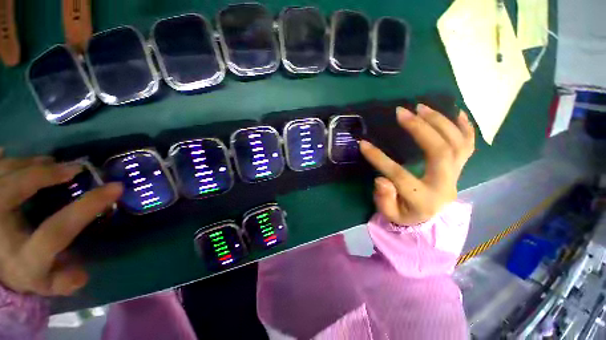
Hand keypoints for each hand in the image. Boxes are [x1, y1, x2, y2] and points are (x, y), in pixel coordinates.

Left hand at [0, 148, 122, 295]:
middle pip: (14, 191)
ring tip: (48, 162)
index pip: (57, 231)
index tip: (116, 188)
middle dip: (43, 175)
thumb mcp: (44, 284)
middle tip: (72, 168)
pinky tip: (7, 155)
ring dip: (28, 164)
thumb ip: (64, 282)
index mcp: (22, 258)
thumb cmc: (21, 271)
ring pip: (3, 174)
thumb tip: (83, 273)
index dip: (86, 208)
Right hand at [360, 104, 474, 224]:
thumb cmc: (406, 215)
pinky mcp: (460, 167)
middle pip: (440, 151)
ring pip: (457, 143)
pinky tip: (456, 112)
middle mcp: (445, 184)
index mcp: (424, 199)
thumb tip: (381, 179)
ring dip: (440, 121)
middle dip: (420, 128)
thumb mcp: (390, 214)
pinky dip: (464, 127)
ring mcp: (457, 174)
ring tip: (421, 106)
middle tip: (402, 112)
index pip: (399, 175)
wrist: (431, 219)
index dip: (379, 159)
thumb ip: (384, 199)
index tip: (363, 144)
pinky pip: (468, 144)